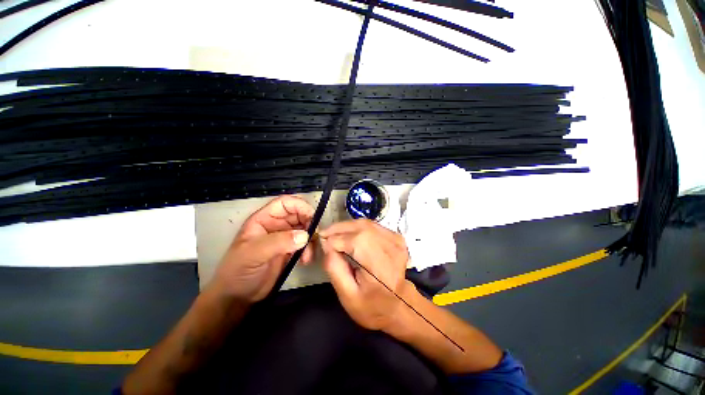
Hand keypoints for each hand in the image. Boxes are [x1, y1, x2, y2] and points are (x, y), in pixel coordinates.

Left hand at [211, 195, 314, 302]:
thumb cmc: (238, 271)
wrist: (238, 297)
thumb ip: (279, 242)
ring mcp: (284, 238)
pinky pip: (305, 243)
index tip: (312, 217)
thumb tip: (305, 235)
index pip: (285, 203)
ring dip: (310, 239)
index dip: (300, 205)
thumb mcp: (254, 254)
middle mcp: (276, 225)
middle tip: (314, 237)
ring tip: (308, 255)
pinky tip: (305, 260)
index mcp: (264, 219)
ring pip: (304, 229)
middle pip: (298, 214)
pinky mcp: (290, 250)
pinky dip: (309, 249)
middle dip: (309, 223)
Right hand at [320, 219, 413, 331]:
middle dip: (339, 228)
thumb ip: (334, 268)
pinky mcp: (396, 237)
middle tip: (324, 234)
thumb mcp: (347, 296)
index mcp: (380, 267)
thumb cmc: (372, 306)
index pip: (354, 242)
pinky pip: (372, 225)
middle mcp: (391, 249)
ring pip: (366, 223)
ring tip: (333, 233)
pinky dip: (358, 227)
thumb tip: (326, 244)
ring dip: (347, 226)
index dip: (335, 240)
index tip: (322, 243)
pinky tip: (349, 234)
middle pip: (360, 228)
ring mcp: (396, 240)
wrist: (398, 305)